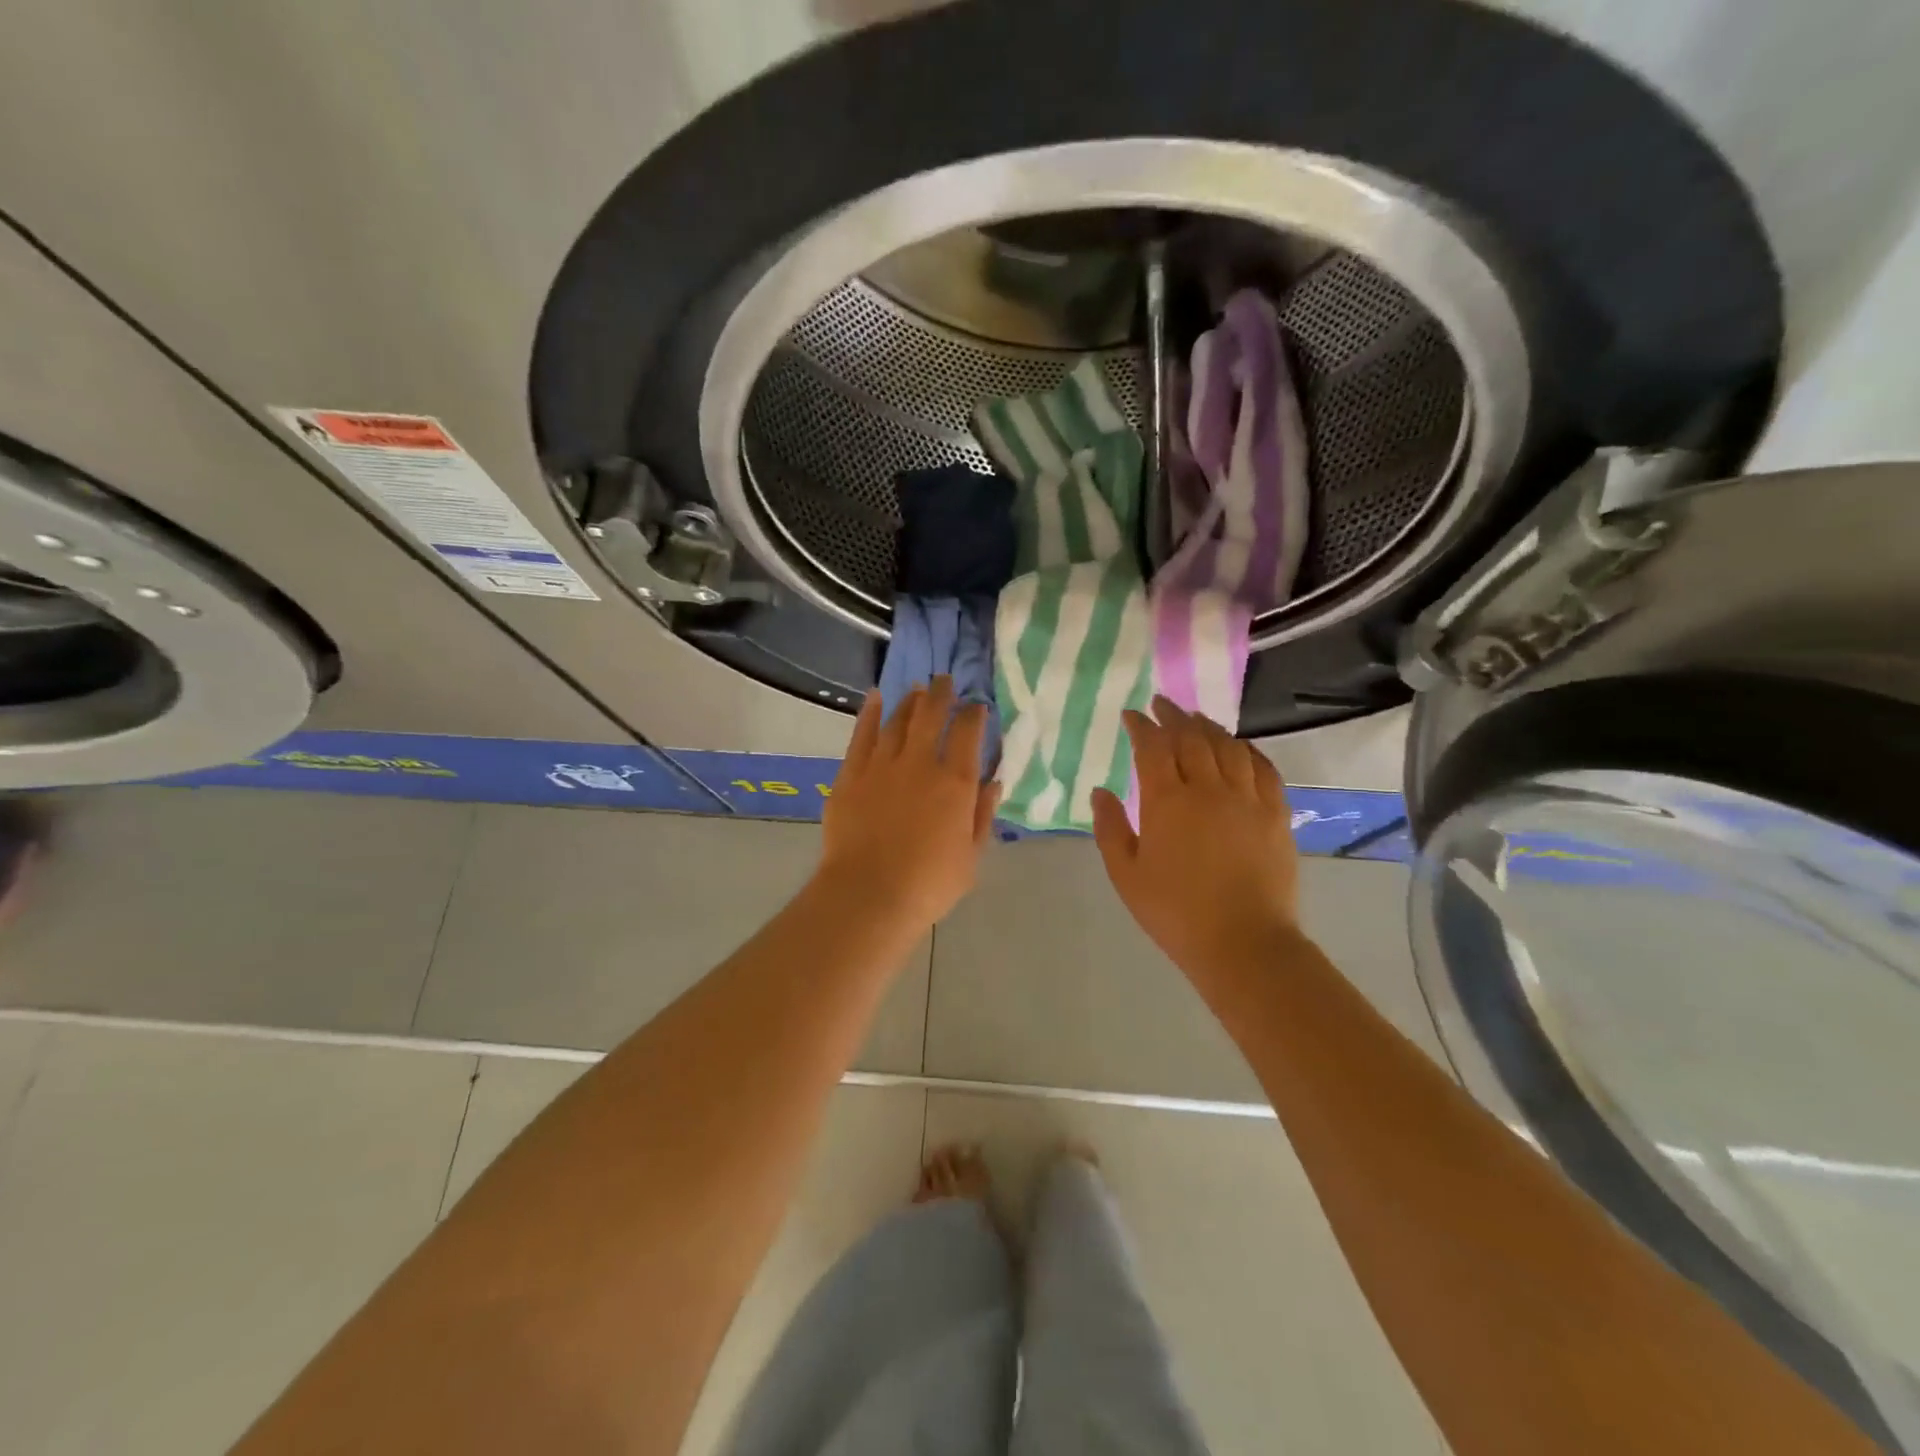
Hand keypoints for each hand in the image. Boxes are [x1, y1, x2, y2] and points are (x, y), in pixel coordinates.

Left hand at [818, 677, 1001, 929]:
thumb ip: (982, 815)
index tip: (977, 707)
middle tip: (946, 680)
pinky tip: (875, 697)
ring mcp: (882, 765)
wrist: (868, 895)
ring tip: (918, 689)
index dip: (974, 715)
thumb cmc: (928, 884)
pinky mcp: (851, 774)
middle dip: (942, 694)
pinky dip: (870, 713)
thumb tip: (992, 782)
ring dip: (910, 701)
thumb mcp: (971, 856)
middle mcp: (920, 763)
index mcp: (955, 783)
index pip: (967, 734)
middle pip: (932, 716)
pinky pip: (862, 734)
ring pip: (898, 720)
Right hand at [1091, 696, 1300, 979]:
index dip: (1141, 726)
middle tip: (1162, 704)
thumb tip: (1100, 792)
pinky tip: (1239, 747)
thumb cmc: (1174, 912)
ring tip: (1196, 719)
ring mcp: (1247, 799)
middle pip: (1191, 738)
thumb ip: (1110, 829)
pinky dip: (1247, 750)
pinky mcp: (1275, 814)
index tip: (1132, 715)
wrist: (1243, 943)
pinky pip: (1263, 768)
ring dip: (1209, 727)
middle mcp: (1208, 788)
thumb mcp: (1126, 875)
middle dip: (1174, 716)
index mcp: (1167, 801)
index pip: (1152, 747)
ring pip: (1228, 747)